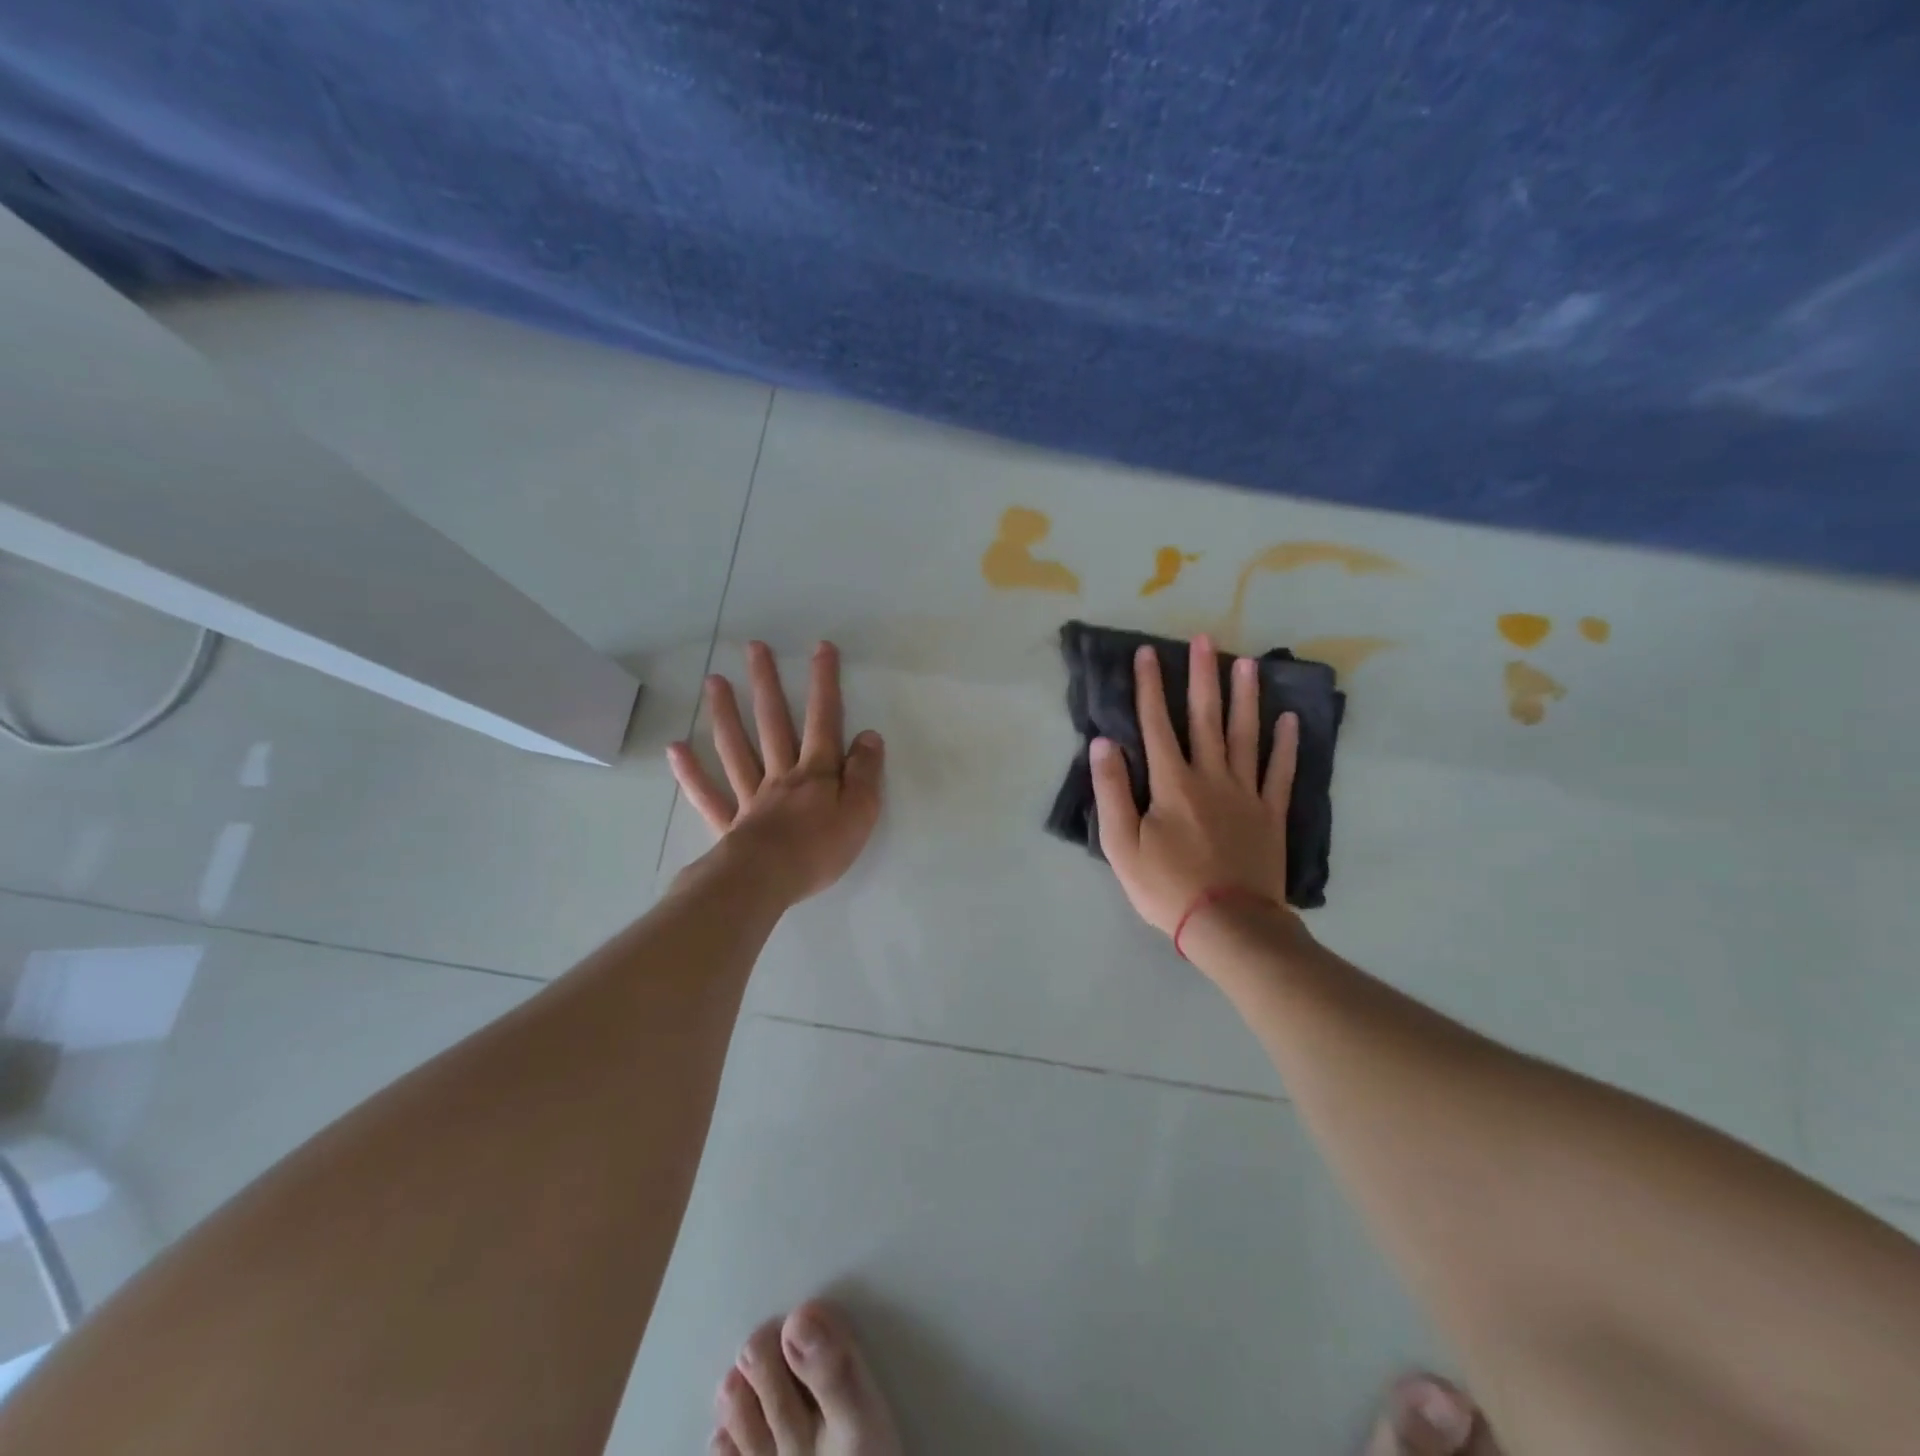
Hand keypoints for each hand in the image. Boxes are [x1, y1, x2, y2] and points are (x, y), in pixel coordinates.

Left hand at [668, 640, 884, 905]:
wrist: (767, 882)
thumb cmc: (820, 849)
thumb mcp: (861, 812)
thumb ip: (866, 773)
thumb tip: (869, 736)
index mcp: (816, 772)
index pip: (823, 719)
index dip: (824, 683)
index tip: (820, 648)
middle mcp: (780, 774)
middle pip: (772, 722)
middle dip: (766, 683)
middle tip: (754, 648)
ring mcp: (750, 796)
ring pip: (736, 748)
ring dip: (725, 713)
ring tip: (713, 681)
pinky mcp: (730, 823)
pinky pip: (708, 794)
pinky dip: (691, 772)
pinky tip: (676, 748)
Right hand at [1090, 635, 1298, 941]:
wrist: (1229, 924)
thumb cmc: (1167, 887)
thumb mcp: (1122, 845)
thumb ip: (1112, 791)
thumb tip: (1103, 742)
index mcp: (1172, 783)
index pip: (1156, 724)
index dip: (1150, 687)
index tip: (1147, 653)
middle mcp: (1211, 776)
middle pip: (1206, 718)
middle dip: (1202, 676)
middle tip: (1205, 639)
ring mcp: (1246, 793)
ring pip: (1246, 735)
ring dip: (1245, 697)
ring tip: (1247, 663)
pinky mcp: (1270, 813)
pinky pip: (1280, 771)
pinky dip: (1285, 744)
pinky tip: (1288, 719)